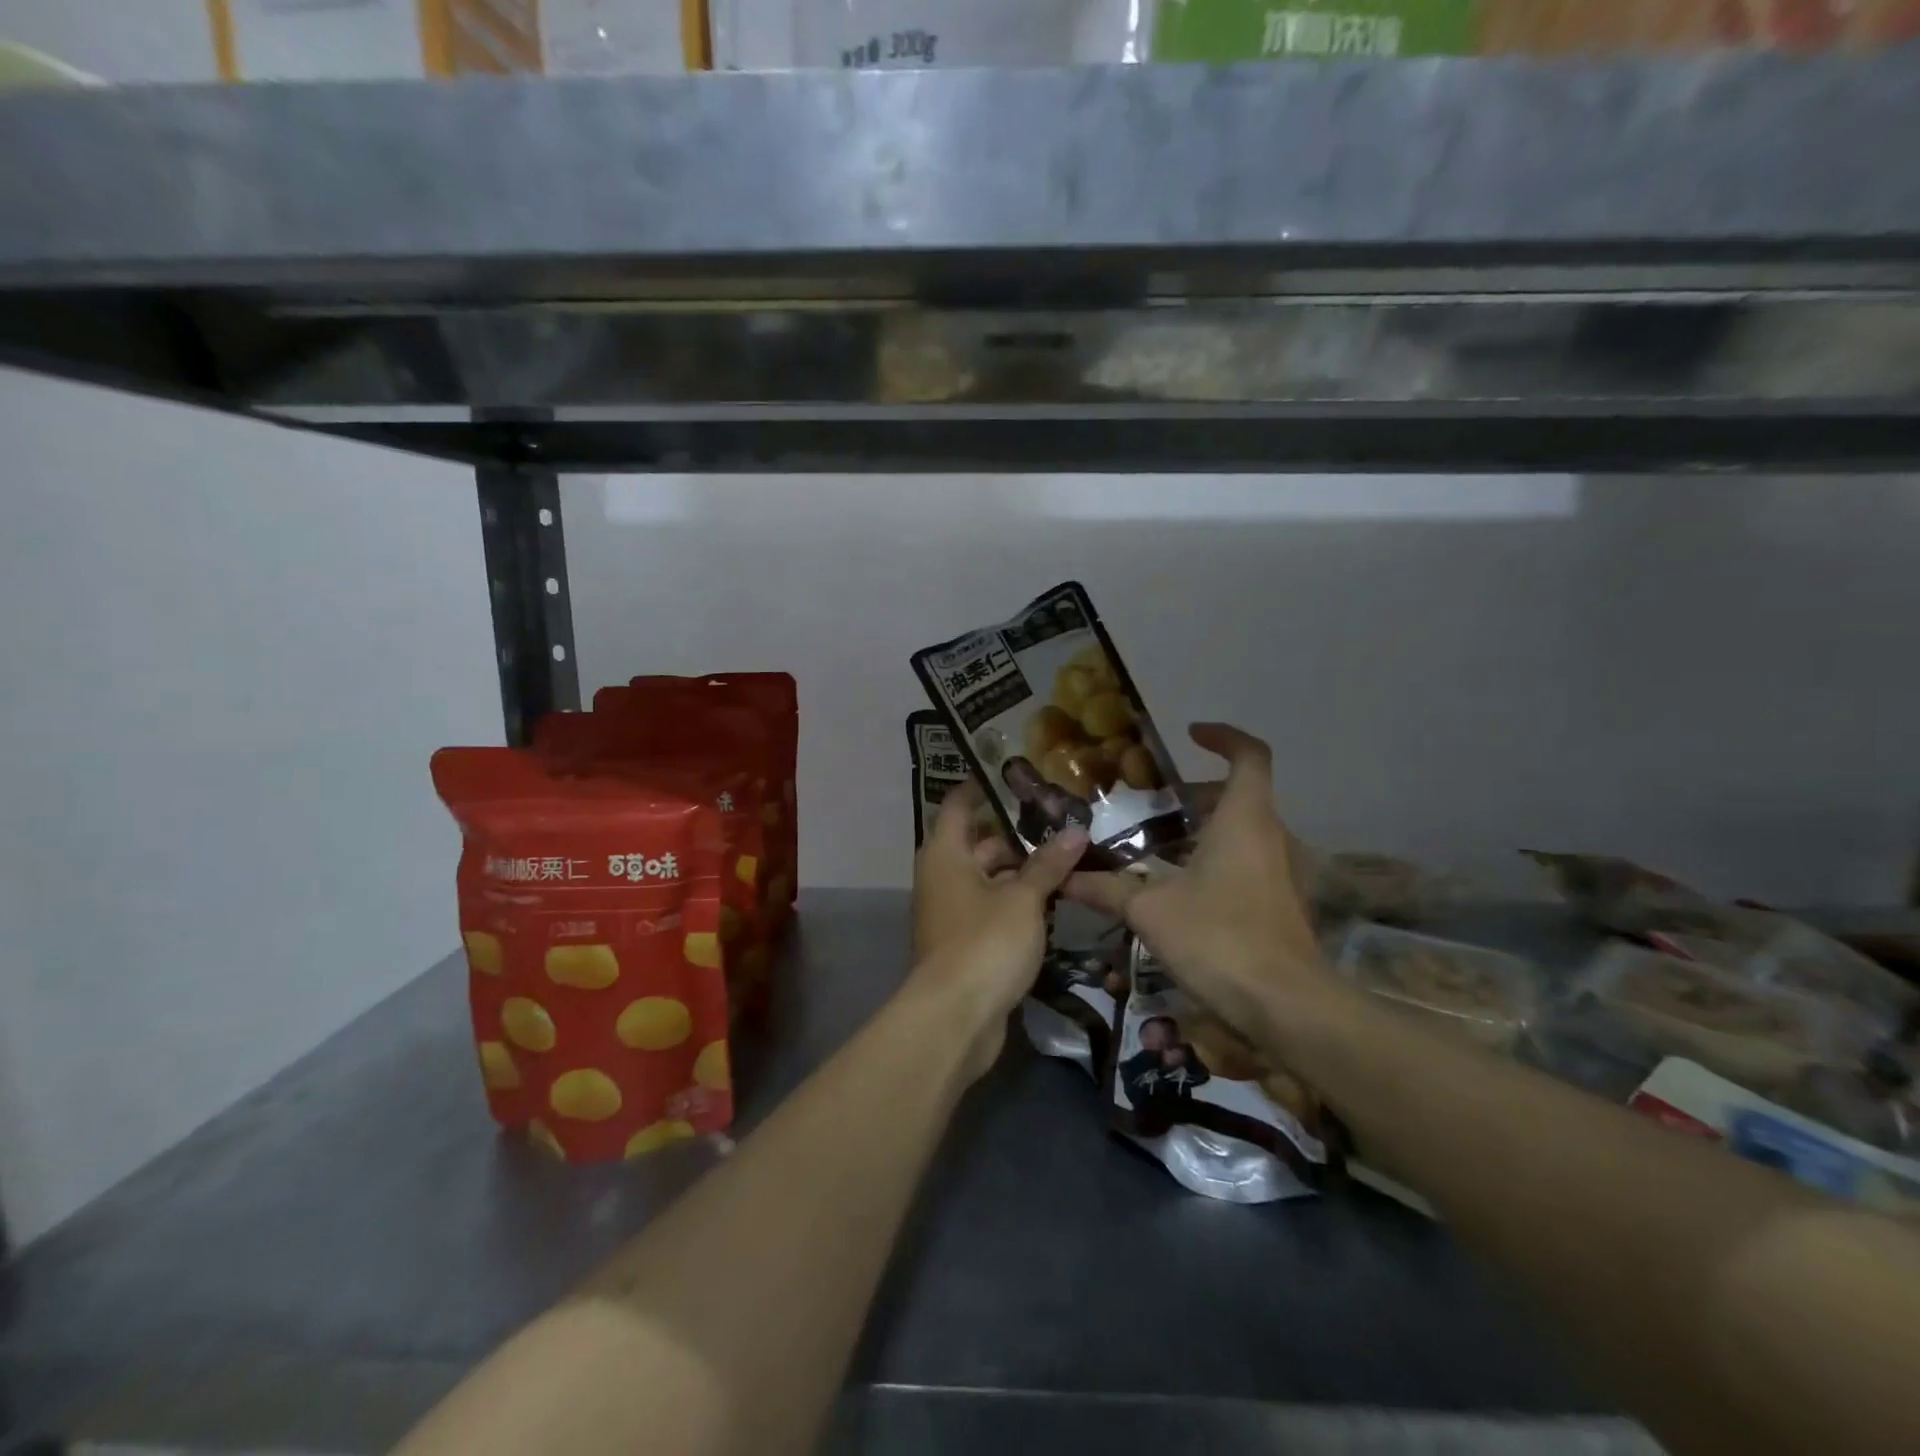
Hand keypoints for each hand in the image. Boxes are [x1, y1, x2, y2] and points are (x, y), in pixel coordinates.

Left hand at [909, 781, 1085, 1078]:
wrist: (955, 1018)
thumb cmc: (985, 943)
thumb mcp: (1023, 899)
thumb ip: (1048, 864)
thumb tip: (1076, 831)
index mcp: (946, 854)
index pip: (958, 805)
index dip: (982, 787)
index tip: (1014, 775)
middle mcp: (942, 877)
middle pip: (978, 843)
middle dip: (1016, 834)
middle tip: (1060, 822)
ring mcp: (951, 912)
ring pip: (988, 879)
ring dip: (1021, 871)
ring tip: (1067, 859)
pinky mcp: (964, 943)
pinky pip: (991, 909)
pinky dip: (1016, 902)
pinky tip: (1052, 902)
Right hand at [1065, 723, 1329, 1042]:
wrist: (1286, 1006)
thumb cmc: (1219, 938)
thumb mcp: (1151, 911)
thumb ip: (1108, 889)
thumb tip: (1065, 878)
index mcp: (1243, 820)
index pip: (1249, 755)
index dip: (1223, 737)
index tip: (1190, 735)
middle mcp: (1270, 836)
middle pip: (1240, 794)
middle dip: (1196, 792)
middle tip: (1151, 803)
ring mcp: (1281, 872)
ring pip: (1243, 830)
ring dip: (1205, 828)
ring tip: (1157, 844)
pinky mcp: (1281, 903)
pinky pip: (1248, 861)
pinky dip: (1216, 858)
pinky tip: (1180, 887)